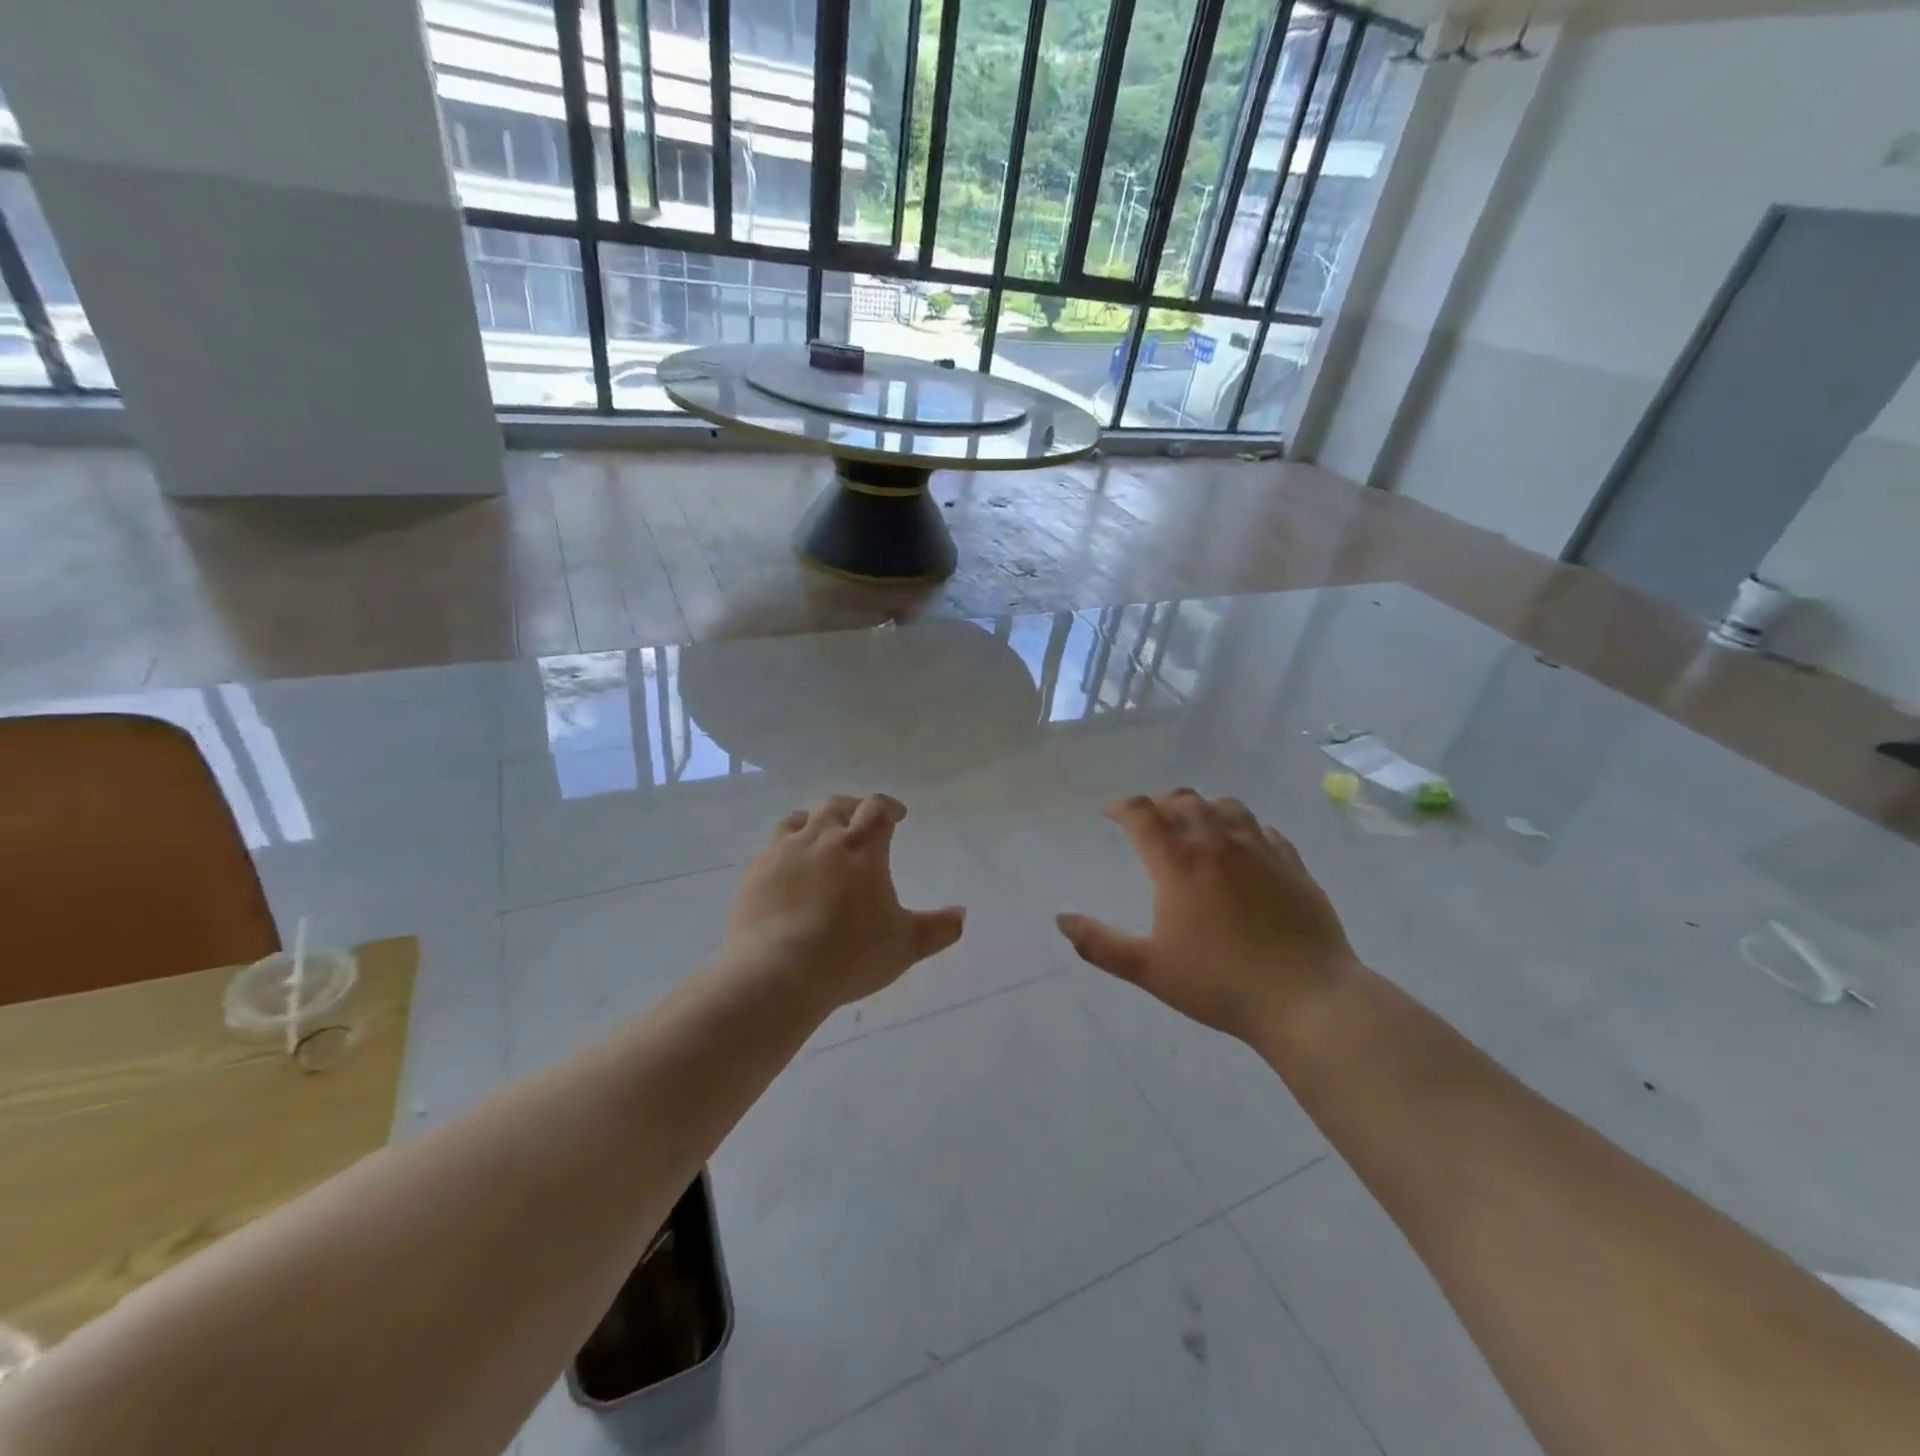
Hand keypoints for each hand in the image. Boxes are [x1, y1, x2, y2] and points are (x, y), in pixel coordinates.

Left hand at [724, 794, 965, 1008]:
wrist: (776, 973)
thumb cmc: (850, 954)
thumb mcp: (905, 945)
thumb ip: (938, 928)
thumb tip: (962, 915)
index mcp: (861, 846)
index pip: (877, 809)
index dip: (889, 807)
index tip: (897, 816)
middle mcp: (821, 837)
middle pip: (836, 805)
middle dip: (853, 809)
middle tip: (861, 821)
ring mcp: (782, 852)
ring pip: (798, 819)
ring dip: (814, 822)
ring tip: (821, 837)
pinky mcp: (754, 873)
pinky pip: (772, 848)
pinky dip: (786, 850)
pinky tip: (788, 872)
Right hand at [1056, 789, 1358, 1040]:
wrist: (1306, 999)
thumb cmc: (1220, 984)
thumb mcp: (1149, 970)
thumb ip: (1100, 944)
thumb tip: (1061, 919)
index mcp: (1178, 864)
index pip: (1141, 814)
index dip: (1120, 806)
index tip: (1109, 812)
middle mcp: (1217, 844)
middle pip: (1183, 801)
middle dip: (1159, 803)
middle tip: (1149, 819)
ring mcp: (1260, 851)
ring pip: (1226, 807)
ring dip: (1202, 808)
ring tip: (1194, 824)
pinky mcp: (1293, 865)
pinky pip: (1263, 829)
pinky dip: (1242, 827)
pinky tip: (1241, 846)